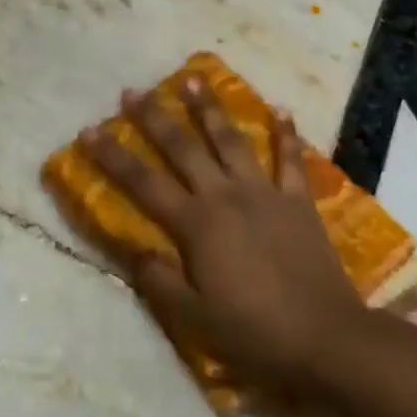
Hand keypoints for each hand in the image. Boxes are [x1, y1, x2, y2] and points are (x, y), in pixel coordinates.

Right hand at [79, 80, 363, 395]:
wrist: (327, 338)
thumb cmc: (254, 331)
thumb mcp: (193, 318)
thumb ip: (158, 280)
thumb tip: (132, 248)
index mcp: (196, 224)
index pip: (143, 183)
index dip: (113, 156)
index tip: (89, 129)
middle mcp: (225, 195)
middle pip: (183, 148)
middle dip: (155, 117)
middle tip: (134, 91)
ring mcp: (264, 193)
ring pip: (231, 140)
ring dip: (210, 108)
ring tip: (193, 78)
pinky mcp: (298, 201)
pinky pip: (289, 159)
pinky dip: (285, 133)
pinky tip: (280, 109)